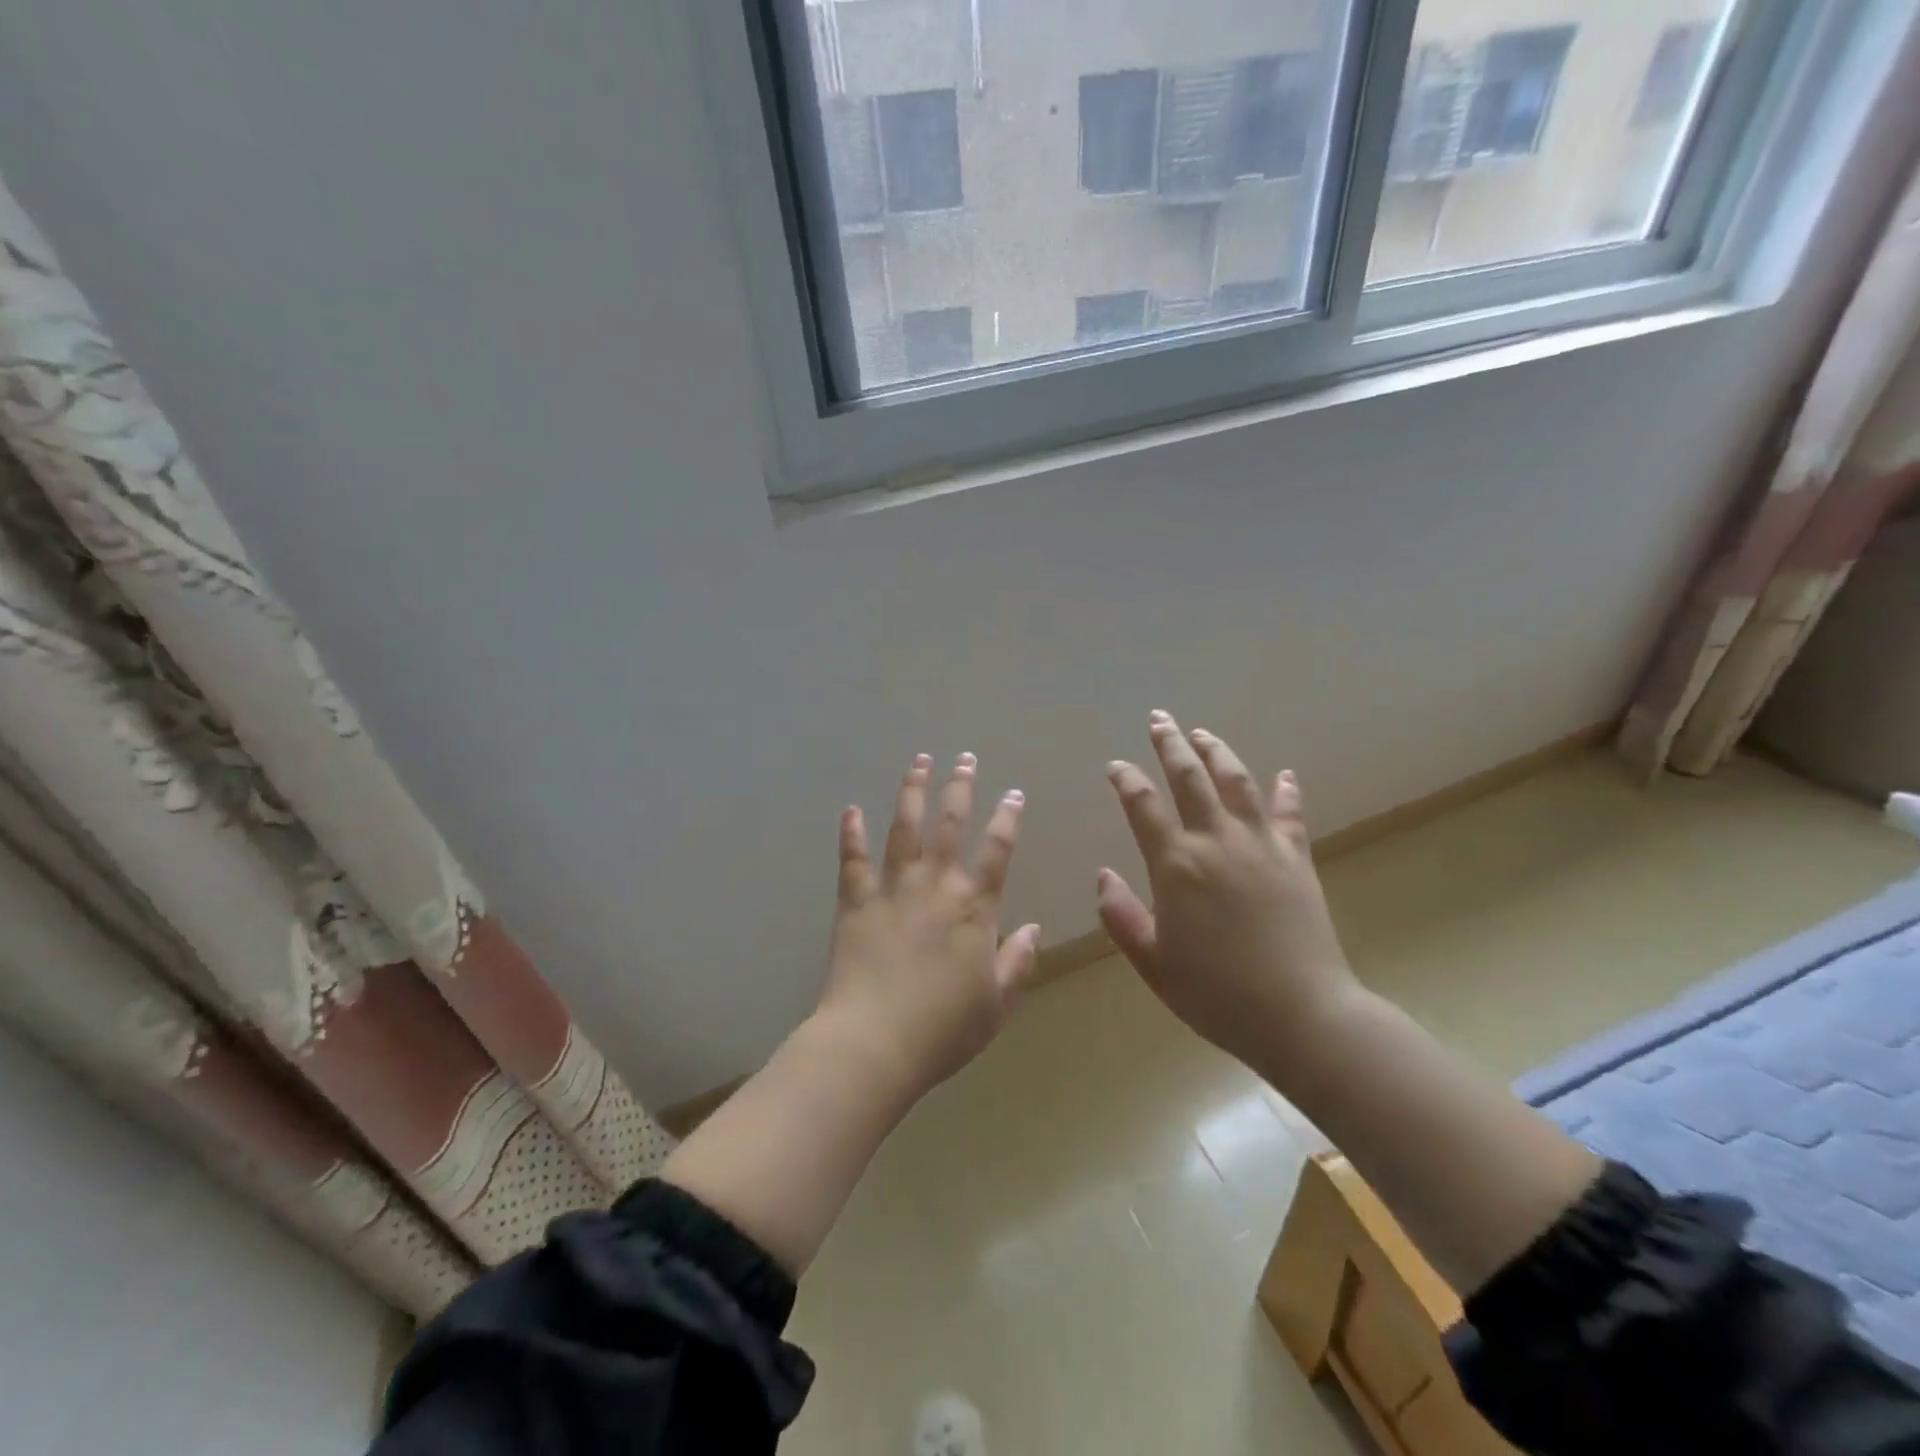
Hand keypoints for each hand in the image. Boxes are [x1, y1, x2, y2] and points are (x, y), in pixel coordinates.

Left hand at [815, 752, 1040, 1098]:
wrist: (874, 1044)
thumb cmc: (943, 1030)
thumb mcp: (996, 1003)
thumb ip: (1018, 962)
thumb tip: (1034, 928)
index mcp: (974, 908)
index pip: (998, 851)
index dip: (1008, 818)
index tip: (1013, 793)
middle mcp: (935, 887)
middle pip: (950, 825)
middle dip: (959, 788)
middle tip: (965, 758)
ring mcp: (892, 890)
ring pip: (904, 829)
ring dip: (912, 792)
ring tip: (919, 761)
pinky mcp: (855, 903)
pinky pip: (853, 860)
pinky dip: (851, 834)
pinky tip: (851, 810)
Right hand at [1096, 712, 1358, 1073]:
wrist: (1301, 1014)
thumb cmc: (1216, 994)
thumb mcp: (1153, 963)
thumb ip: (1121, 916)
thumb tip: (1103, 875)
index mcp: (1176, 864)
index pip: (1143, 805)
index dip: (1126, 780)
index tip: (1115, 765)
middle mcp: (1217, 840)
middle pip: (1190, 777)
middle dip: (1170, 744)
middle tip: (1159, 719)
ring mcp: (1261, 844)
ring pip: (1236, 782)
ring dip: (1217, 753)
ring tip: (1203, 733)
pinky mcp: (1296, 857)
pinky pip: (1290, 813)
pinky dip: (1286, 791)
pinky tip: (1284, 774)